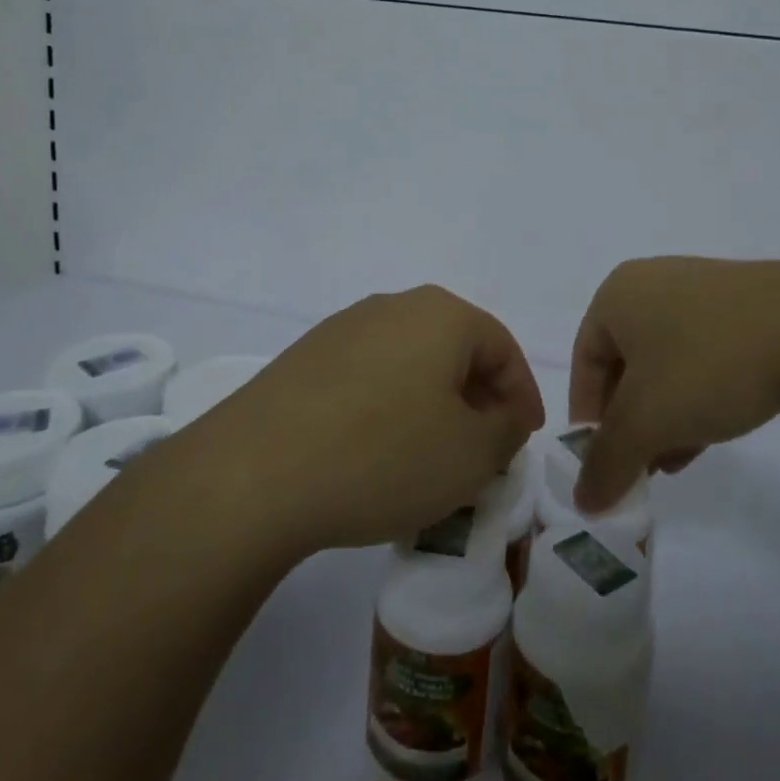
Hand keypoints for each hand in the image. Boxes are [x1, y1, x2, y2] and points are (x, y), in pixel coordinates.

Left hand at [218, 285, 544, 553]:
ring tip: (432, 458)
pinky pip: (368, 379)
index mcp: (441, 315)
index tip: (525, 438)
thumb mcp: (470, 455)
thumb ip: (505, 431)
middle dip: (477, 400)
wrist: (254, 473)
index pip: (502, 347)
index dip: (522, 394)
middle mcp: (394, 307)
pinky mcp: (305, 359)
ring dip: (432, 406)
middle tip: (484, 451)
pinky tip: (377, 455)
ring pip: (410, 364)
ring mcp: (343, 329)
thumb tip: (503, 417)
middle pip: (454, 350)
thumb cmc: (383, 455)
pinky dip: (388, 410)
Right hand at [570, 257, 779, 510]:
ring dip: (661, 419)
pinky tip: (706, 439)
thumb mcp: (647, 421)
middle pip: (624, 366)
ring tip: (669, 465)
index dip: (587, 418)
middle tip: (636, 470)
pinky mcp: (742, 313)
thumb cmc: (710, 364)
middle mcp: (653, 286)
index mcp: (618, 295)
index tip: (600, 465)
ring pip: (666, 367)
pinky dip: (695, 400)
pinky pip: (703, 361)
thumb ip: (606, 462)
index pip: (583, 362)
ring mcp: (702, 295)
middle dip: (627, 423)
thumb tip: (582, 501)